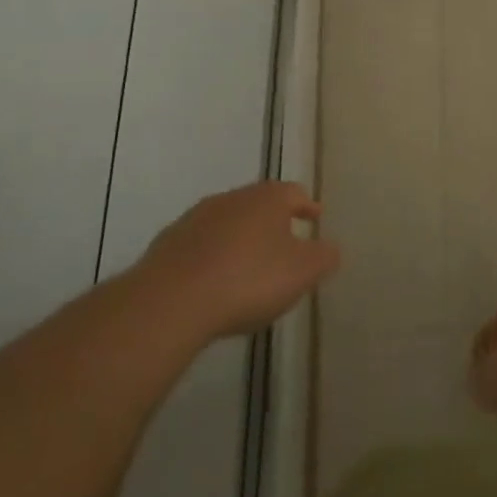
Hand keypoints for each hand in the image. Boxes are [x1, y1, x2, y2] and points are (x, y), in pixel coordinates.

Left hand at [137, 182, 341, 340]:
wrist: (169, 303)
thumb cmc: (248, 279)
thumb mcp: (303, 272)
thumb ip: (324, 257)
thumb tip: (330, 248)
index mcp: (267, 198)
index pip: (294, 193)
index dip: (307, 206)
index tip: (315, 217)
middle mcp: (231, 199)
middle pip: (258, 204)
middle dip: (273, 221)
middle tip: (285, 242)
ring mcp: (194, 220)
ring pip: (227, 223)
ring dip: (240, 238)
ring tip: (248, 265)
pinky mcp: (166, 246)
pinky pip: (199, 246)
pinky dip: (211, 257)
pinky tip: (214, 282)